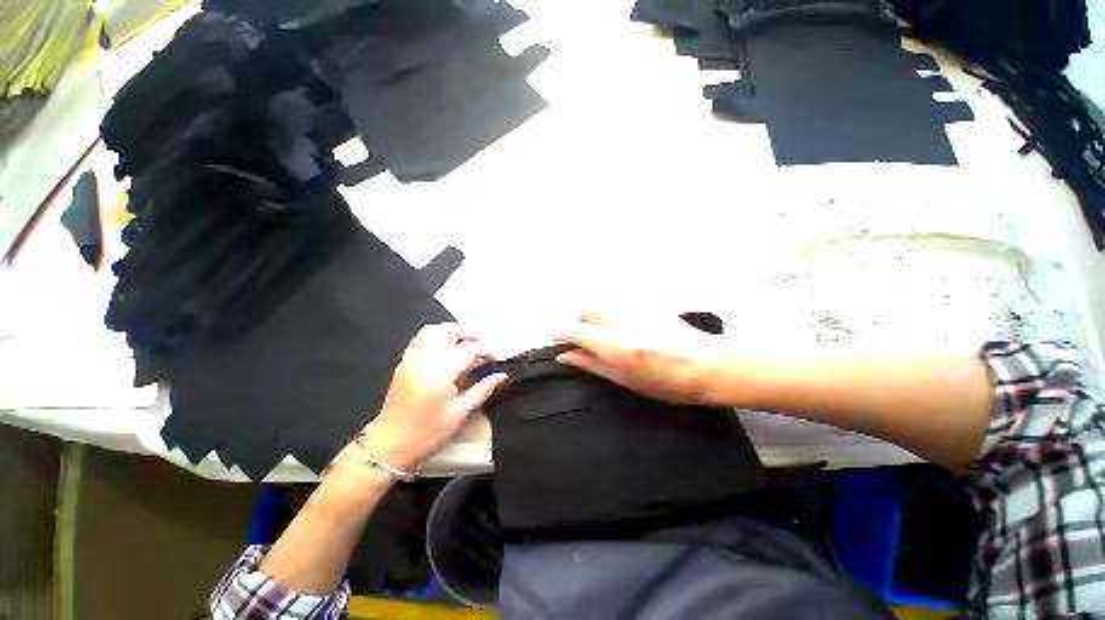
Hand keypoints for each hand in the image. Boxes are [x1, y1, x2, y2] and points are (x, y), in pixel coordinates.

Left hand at [359, 324, 506, 471]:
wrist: (389, 447)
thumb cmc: (427, 434)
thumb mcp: (460, 413)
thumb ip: (483, 389)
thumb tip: (502, 376)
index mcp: (440, 371)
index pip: (469, 349)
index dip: (488, 350)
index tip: (499, 359)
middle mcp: (424, 358)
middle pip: (448, 330)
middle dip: (469, 335)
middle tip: (482, 349)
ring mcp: (411, 359)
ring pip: (433, 331)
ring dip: (452, 334)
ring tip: (466, 348)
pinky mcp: (404, 364)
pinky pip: (421, 340)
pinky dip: (437, 339)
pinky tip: (446, 354)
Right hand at [555, 312, 725, 404]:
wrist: (708, 363)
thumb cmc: (667, 383)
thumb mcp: (625, 380)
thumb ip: (591, 365)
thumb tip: (565, 355)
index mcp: (612, 344)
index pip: (574, 330)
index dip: (560, 334)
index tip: (556, 340)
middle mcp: (619, 320)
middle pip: (585, 311)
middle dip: (579, 324)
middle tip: (585, 342)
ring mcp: (633, 309)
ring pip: (601, 305)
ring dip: (595, 318)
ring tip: (605, 336)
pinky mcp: (645, 304)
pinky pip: (618, 306)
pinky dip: (611, 315)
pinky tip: (625, 329)